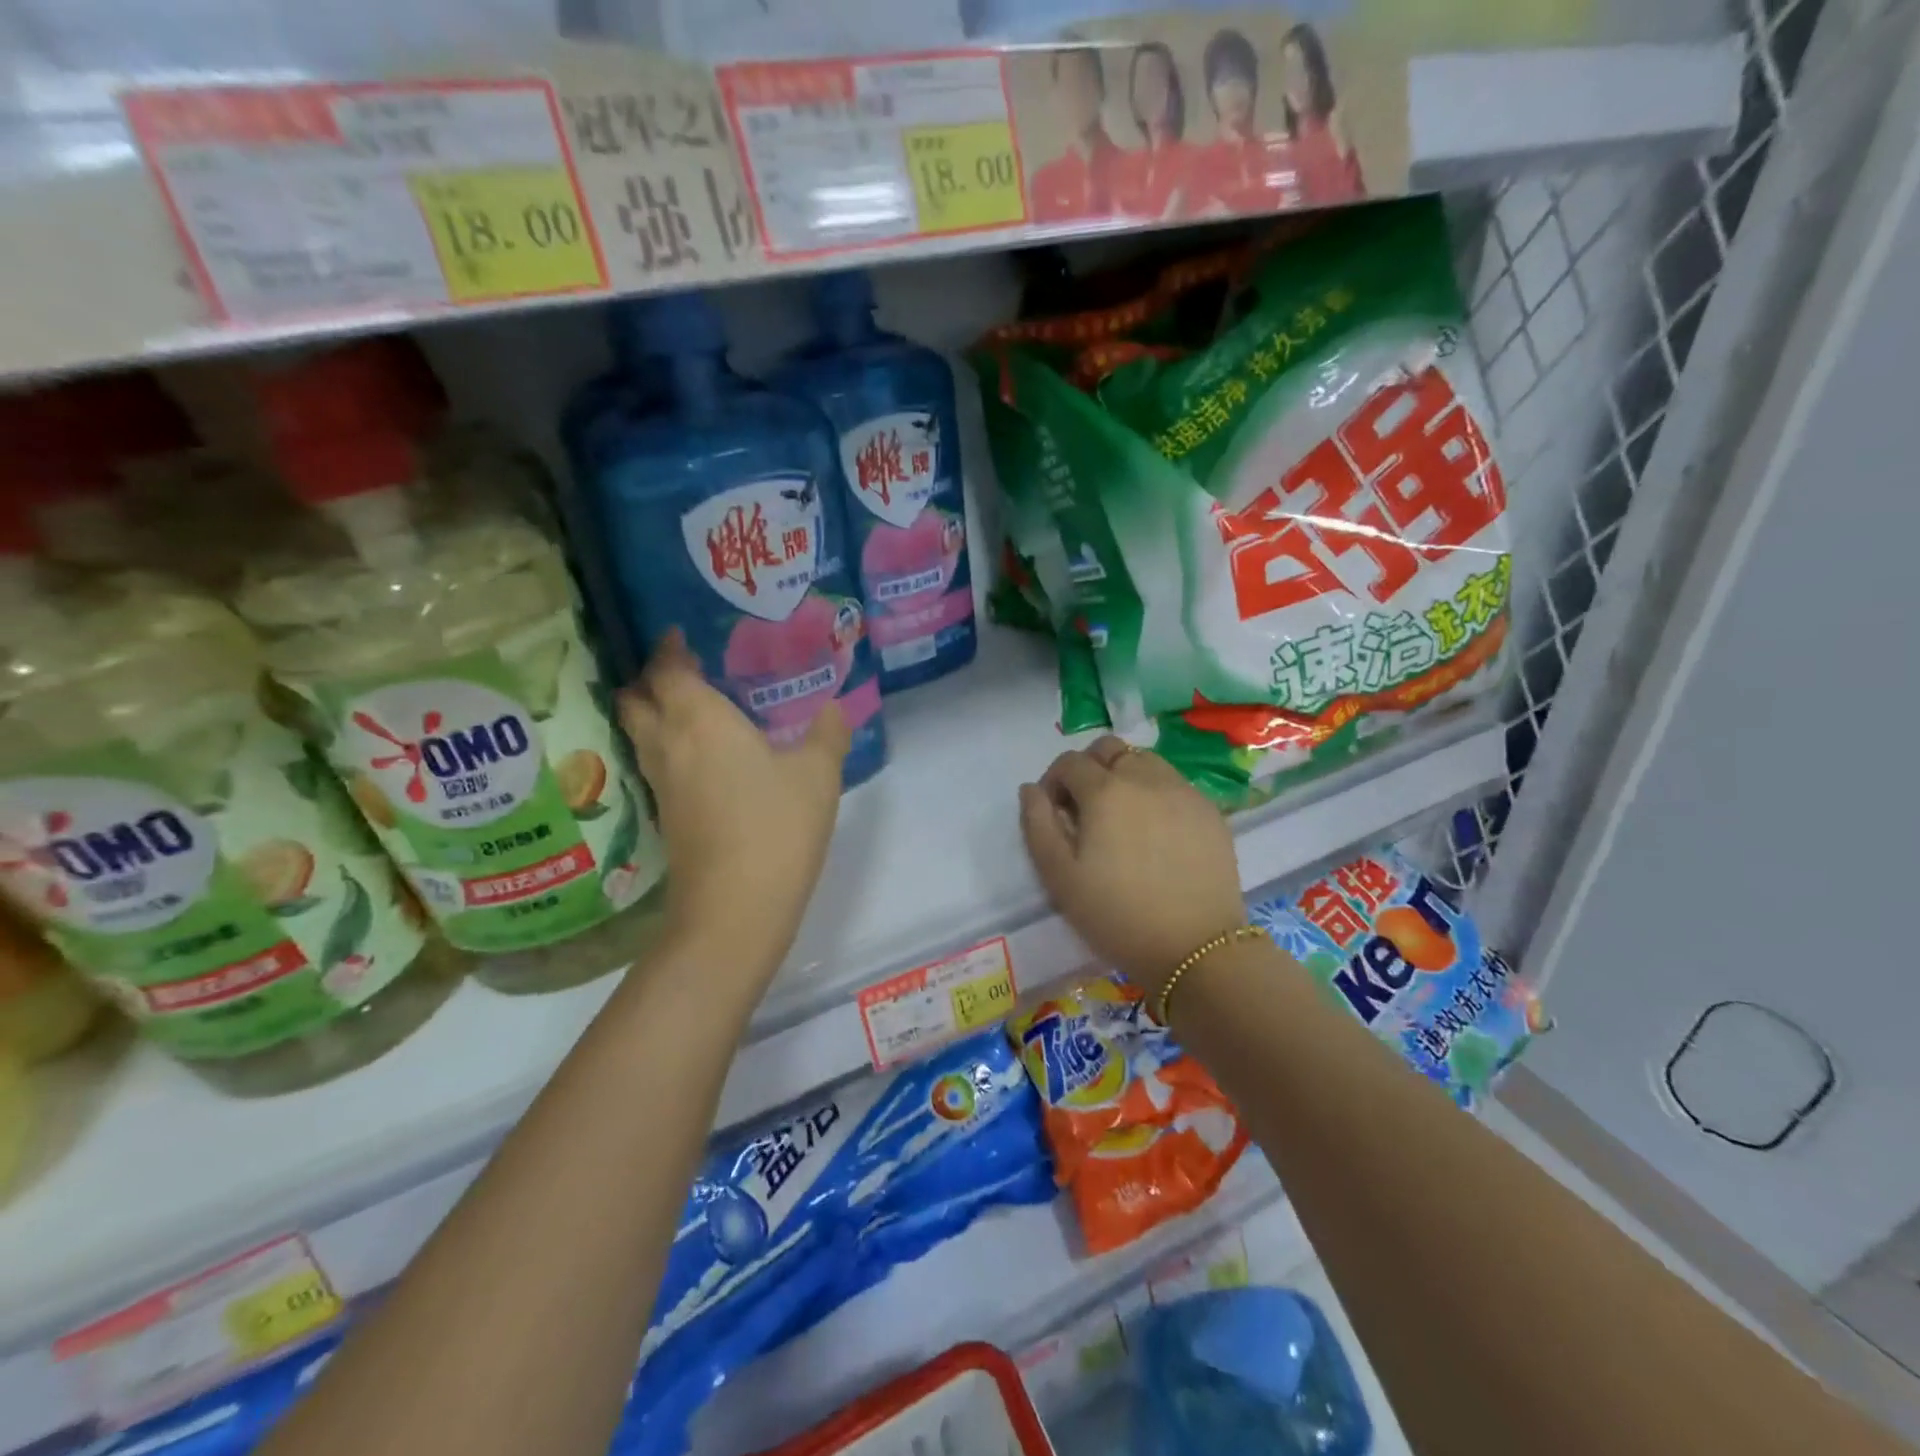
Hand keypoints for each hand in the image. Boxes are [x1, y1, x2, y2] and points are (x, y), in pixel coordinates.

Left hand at [619, 634, 848, 980]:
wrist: (736, 907)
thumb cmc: (777, 826)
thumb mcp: (818, 774)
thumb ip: (827, 733)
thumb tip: (834, 708)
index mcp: (701, 721)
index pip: (668, 671)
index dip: (669, 650)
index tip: (679, 635)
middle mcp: (670, 745)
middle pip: (637, 700)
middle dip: (650, 678)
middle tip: (681, 669)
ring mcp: (662, 784)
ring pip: (640, 733)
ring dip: (652, 712)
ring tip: (688, 706)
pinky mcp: (666, 816)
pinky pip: (655, 763)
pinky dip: (666, 746)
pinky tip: (699, 756)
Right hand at [1019, 736, 1245, 998]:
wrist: (1195, 949)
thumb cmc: (1117, 915)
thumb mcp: (1059, 877)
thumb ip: (1038, 825)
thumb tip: (1031, 790)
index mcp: (1105, 791)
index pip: (1070, 762)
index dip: (1054, 781)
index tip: (1054, 813)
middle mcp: (1146, 778)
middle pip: (1110, 749)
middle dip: (1089, 768)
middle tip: (1086, 808)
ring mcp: (1183, 792)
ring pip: (1145, 761)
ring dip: (1124, 776)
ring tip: (1122, 818)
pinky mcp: (1210, 812)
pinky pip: (1174, 785)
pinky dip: (1156, 794)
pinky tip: (1156, 834)